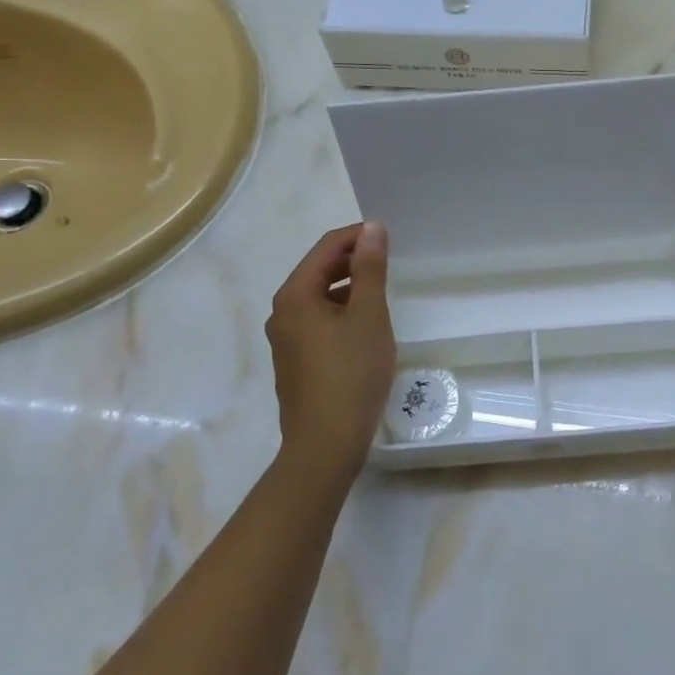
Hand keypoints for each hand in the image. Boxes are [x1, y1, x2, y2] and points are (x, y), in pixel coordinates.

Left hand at [265, 223, 394, 487]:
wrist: (325, 445)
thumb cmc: (351, 374)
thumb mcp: (368, 316)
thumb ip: (370, 269)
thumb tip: (371, 229)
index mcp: (295, 295)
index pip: (326, 248)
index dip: (358, 236)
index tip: (390, 236)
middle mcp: (283, 313)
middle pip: (319, 271)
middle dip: (354, 261)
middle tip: (391, 261)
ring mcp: (286, 340)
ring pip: (320, 298)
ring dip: (350, 288)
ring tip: (384, 292)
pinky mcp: (295, 362)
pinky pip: (319, 322)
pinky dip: (342, 313)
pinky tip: (367, 327)